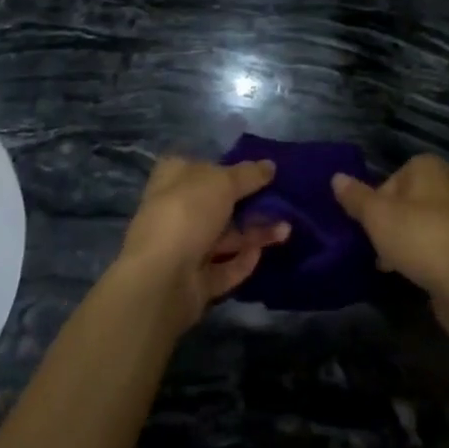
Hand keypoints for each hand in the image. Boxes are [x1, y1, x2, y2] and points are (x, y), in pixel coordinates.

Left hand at [118, 156, 289, 332]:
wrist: (162, 279)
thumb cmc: (188, 213)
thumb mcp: (223, 182)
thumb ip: (248, 174)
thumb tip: (270, 165)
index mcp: (174, 178)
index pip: (202, 166)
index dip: (229, 167)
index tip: (260, 171)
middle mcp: (176, 210)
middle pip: (217, 203)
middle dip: (250, 203)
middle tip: (281, 202)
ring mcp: (184, 248)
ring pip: (225, 237)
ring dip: (255, 233)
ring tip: (287, 230)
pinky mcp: (195, 281)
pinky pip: (224, 268)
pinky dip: (243, 260)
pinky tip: (263, 253)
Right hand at [333, 156, 448, 323]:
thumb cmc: (419, 237)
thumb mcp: (376, 216)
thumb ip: (356, 197)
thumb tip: (336, 178)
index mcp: (430, 167)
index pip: (395, 177)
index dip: (378, 201)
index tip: (371, 225)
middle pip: (412, 200)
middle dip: (394, 223)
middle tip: (380, 248)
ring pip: (428, 223)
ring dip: (411, 241)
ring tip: (395, 267)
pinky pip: (445, 244)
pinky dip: (431, 256)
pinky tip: (419, 276)